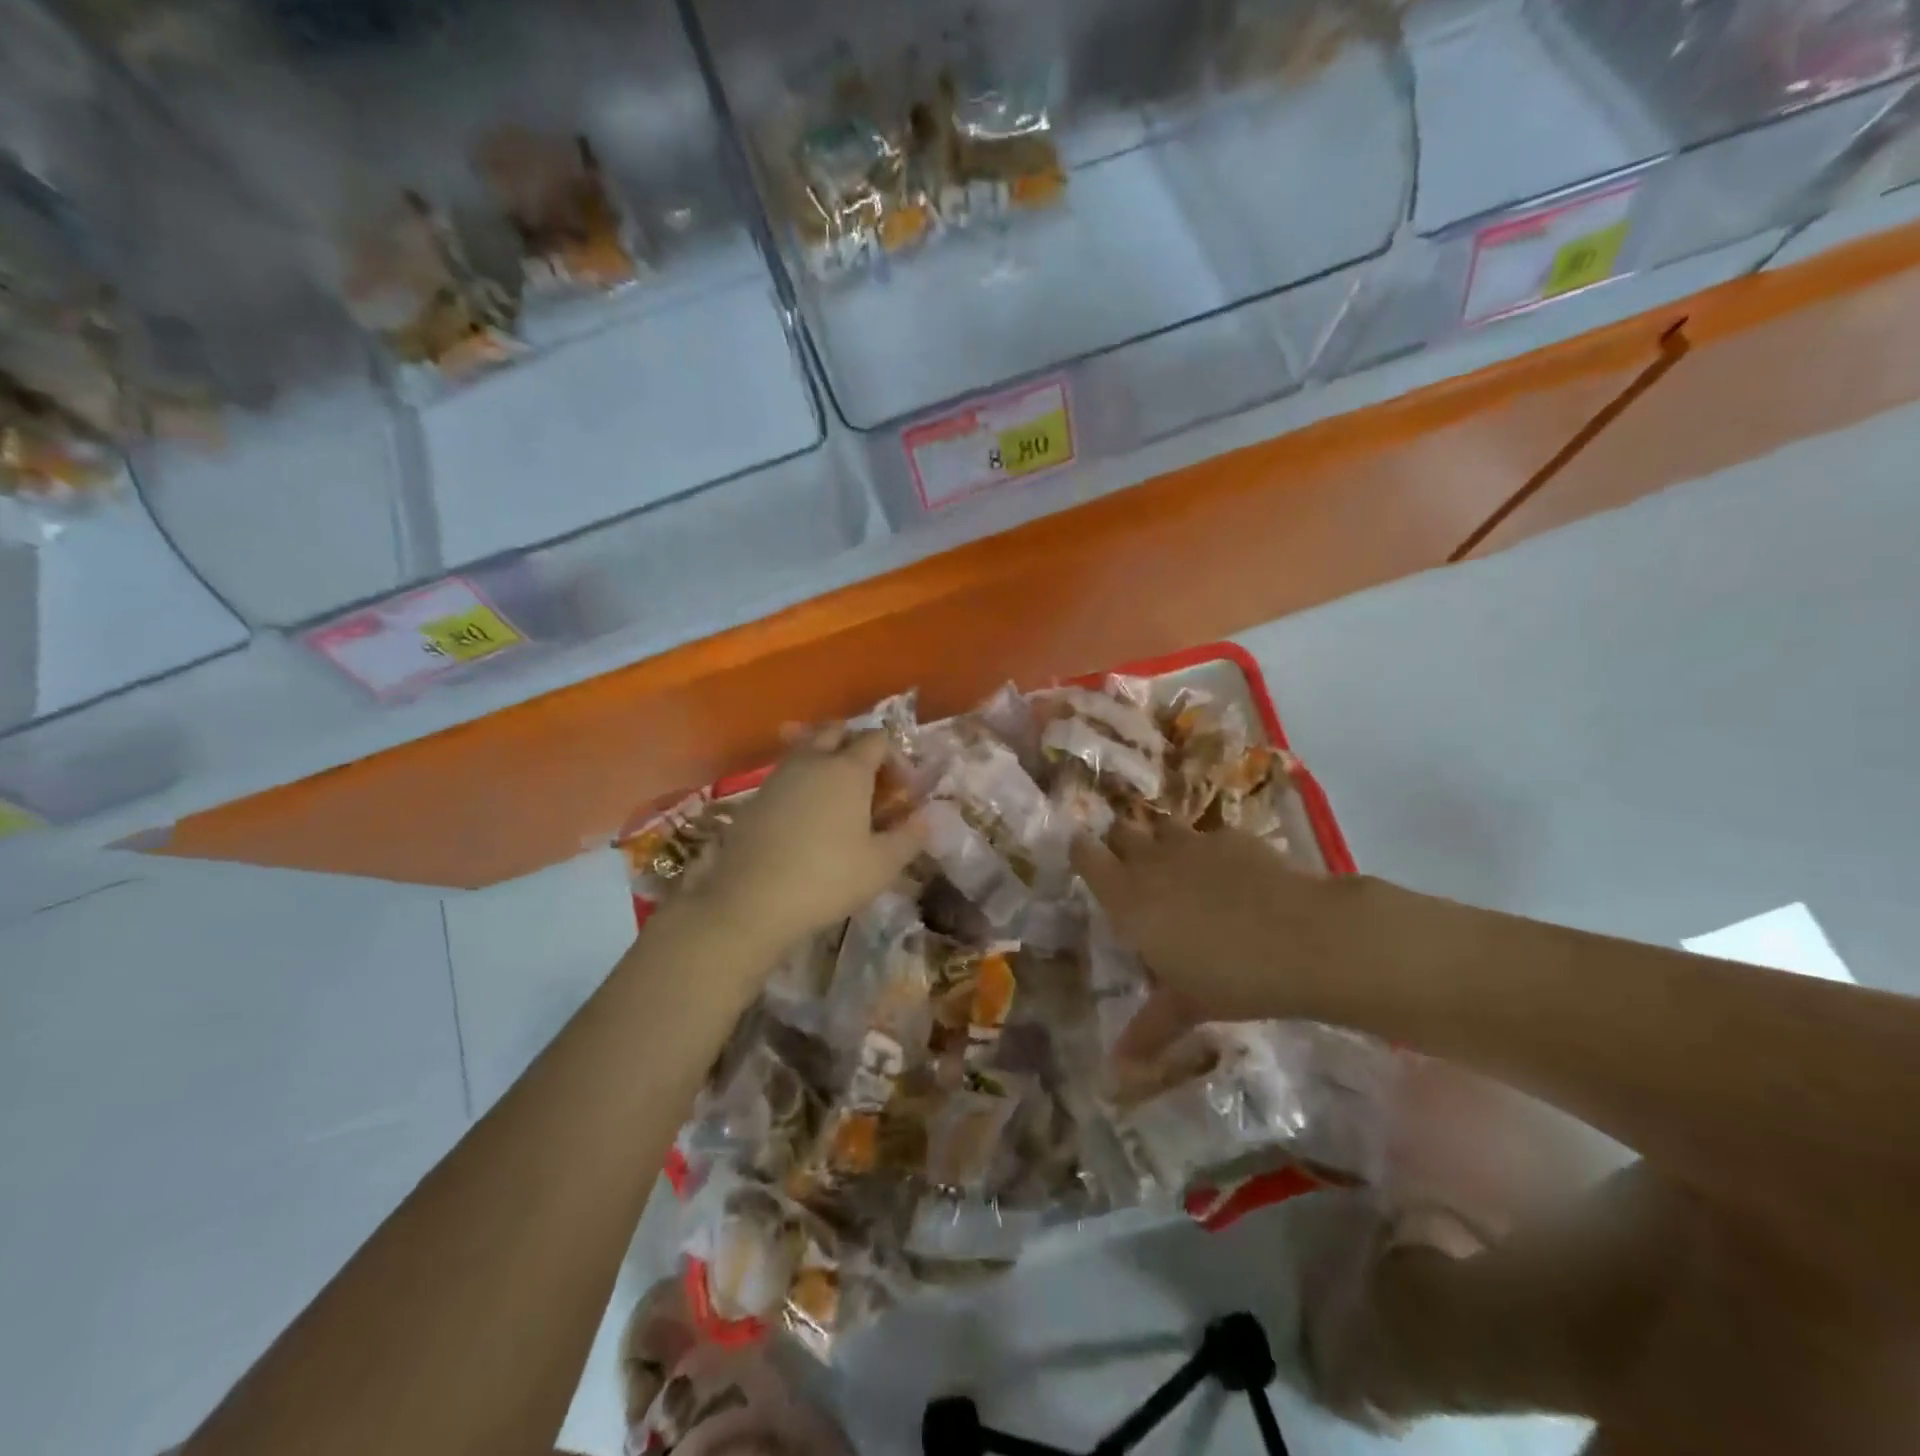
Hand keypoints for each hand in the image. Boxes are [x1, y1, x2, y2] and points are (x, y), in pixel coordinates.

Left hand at [695, 726, 923, 951]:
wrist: (751, 900)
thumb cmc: (828, 878)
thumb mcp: (882, 864)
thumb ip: (910, 836)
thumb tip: (928, 816)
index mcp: (848, 768)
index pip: (877, 739)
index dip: (895, 757)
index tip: (902, 790)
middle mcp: (813, 760)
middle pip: (836, 730)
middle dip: (856, 745)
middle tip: (869, 781)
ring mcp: (779, 775)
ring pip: (806, 747)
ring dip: (826, 759)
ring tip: (838, 796)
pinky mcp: (755, 796)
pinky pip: (786, 773)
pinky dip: (802, 781)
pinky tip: (807, 815)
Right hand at [1072, 823, 1382, 1056]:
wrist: (1304, 939)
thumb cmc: (1231, 978)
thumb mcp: (1185, 1007)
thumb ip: (1148, 1030)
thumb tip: (1115, 1072)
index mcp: (1127, 897)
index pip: (1085, 855)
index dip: (1082, 853)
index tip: (1084, 860)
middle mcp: (1152, 861)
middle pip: (1120, 831)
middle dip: (1120, 844)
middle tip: (1131, 870)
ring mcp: (1193, 843)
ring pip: (1162, 827)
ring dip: (1161, 842)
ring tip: (1176, 868)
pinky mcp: (1232, 836)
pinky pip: (1207, 836)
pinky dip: (1208, 851)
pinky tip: (1230, 875)